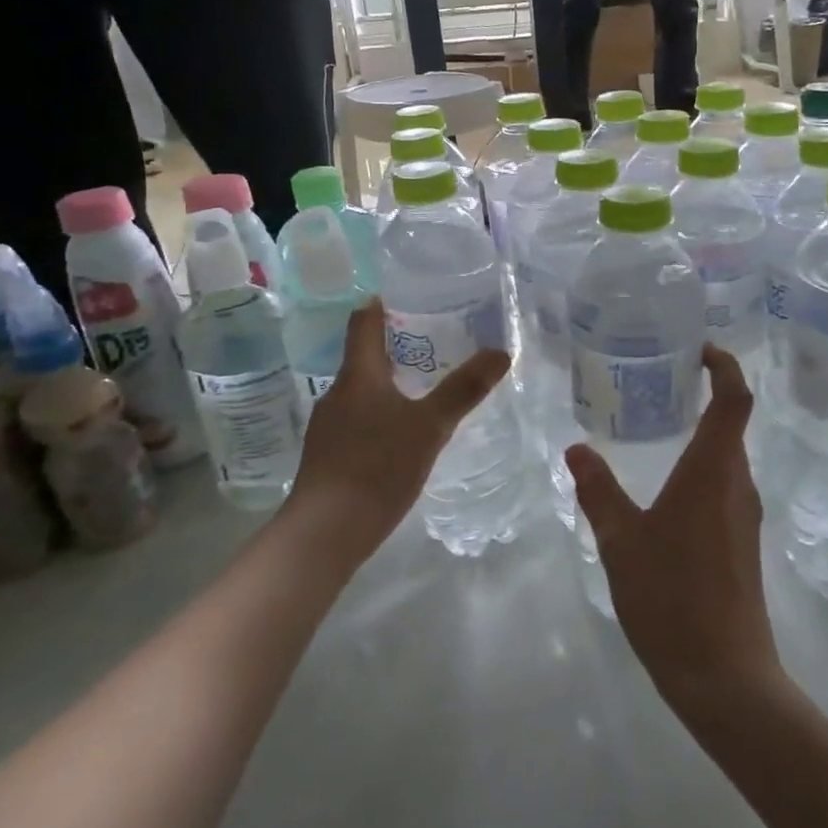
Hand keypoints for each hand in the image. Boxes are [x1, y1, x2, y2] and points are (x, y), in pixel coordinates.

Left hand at [286, 298, 508, 572]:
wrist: (326, 532)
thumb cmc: (377, 467)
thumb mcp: (430, 426)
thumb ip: (464, 389)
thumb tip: (501, 351)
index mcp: (358, 376)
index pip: (363, 323)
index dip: (381, 305)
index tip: (405, 295)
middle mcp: (337, 393)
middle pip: (363, 356)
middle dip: (395, 346)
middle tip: (433, 342)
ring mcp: (328, 426)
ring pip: (361, 391)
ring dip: (388, 383)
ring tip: (424, 387)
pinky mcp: (328, 455)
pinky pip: (357, 420)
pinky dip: (380, 414)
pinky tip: (401, 434)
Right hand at [565, 346, 781, 717]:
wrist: (724, 675)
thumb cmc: (671, 597)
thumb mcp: (621, 541)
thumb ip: (598, 490)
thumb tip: (576, 448)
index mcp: (713, 471)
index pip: (734, 399)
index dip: (725, 365)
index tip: (700, 348)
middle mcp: (738, 483)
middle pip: (733, 423)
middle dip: (706, 394)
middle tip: (662, 381)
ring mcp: (745, 514)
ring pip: (728, 456)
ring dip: (704, 432)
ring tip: (659, 425)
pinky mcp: (744, 540)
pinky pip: (726, 484)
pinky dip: (703, 466)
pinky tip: (668, 485)